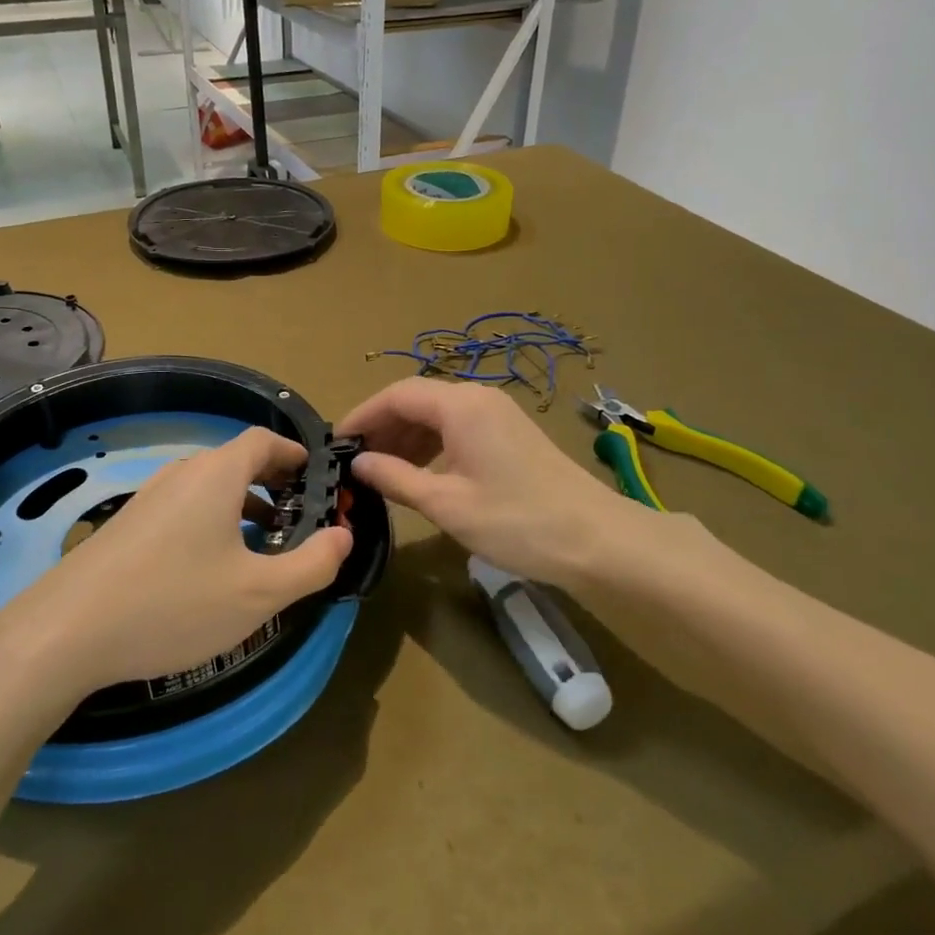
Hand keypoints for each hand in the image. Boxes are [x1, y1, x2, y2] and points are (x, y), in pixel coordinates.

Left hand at [0, 428, 352, 715]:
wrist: (65, 632)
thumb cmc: (174, 604)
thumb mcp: (259, 594)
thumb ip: (311, 564)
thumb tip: (344, 536)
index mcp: (216, 474)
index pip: (263, 441)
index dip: (295, 454)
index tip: (317, 477)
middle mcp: (181, 474)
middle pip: (236, 461)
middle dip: (273, 483)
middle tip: (299, 516)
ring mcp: (148, 498)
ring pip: (208, 488)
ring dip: (242, 506)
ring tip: (262, 546)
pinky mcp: (126, 527)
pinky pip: (183, 509)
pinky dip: (211, 523)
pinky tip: (210, 570)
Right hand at [337, 377, 639, 588]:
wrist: (597, 540)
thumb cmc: (517, 521)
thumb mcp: (447, 504)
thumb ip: (396, 478)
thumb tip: (358, 463)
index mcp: (461, 405)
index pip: (397, 394)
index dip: (363, 415)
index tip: (337, 443)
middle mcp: (479, 398)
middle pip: (417, 400)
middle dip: (383, 427)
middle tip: (356, 462)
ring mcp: (498, 414)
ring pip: (438, 414)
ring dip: (407, 437)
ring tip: (382, 471)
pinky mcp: (510, 433)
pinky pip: (459, 427)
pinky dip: (432, 445)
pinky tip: (421, 473)